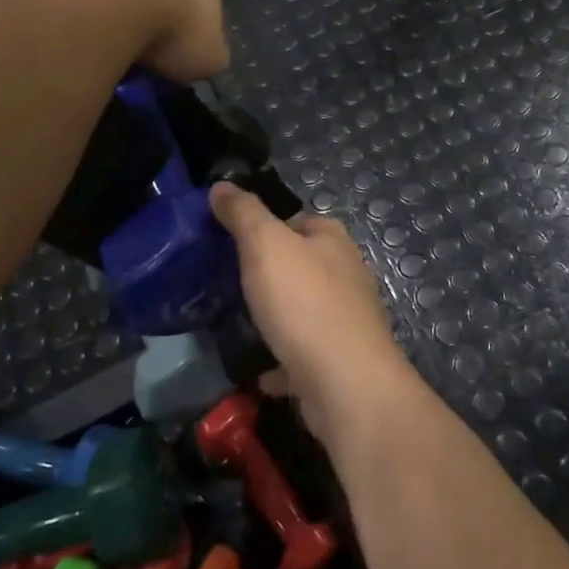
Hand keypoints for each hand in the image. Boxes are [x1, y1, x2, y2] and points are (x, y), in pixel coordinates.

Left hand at [66, 0, 228, 81]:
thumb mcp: (210, 60)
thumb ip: (209, 55)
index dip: (193, 32)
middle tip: (143, 45)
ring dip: (121, 1)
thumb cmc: (175, 33)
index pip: (206, 7)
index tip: (178, 54)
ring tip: (108, 36)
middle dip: (157, 10)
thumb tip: (204, 57)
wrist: (120, 2)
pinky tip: (81, 21)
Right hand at [208, 183, 417, 453]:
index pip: (299, 219)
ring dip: (278, 316)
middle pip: (303, 264)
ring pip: (305, 311)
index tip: (232, 238)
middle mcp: (346, 275)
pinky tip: (260, 372)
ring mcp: (347, 321)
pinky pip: (304, 357)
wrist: (346, 384)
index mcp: (332, 241)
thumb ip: (244, 214)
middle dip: (272, 272)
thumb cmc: (304, 303)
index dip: (267, 224)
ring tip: (240, 322)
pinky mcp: (340, 363)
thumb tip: (222, 185)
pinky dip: (283, 362)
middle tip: (229, 281)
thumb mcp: (266, 246)